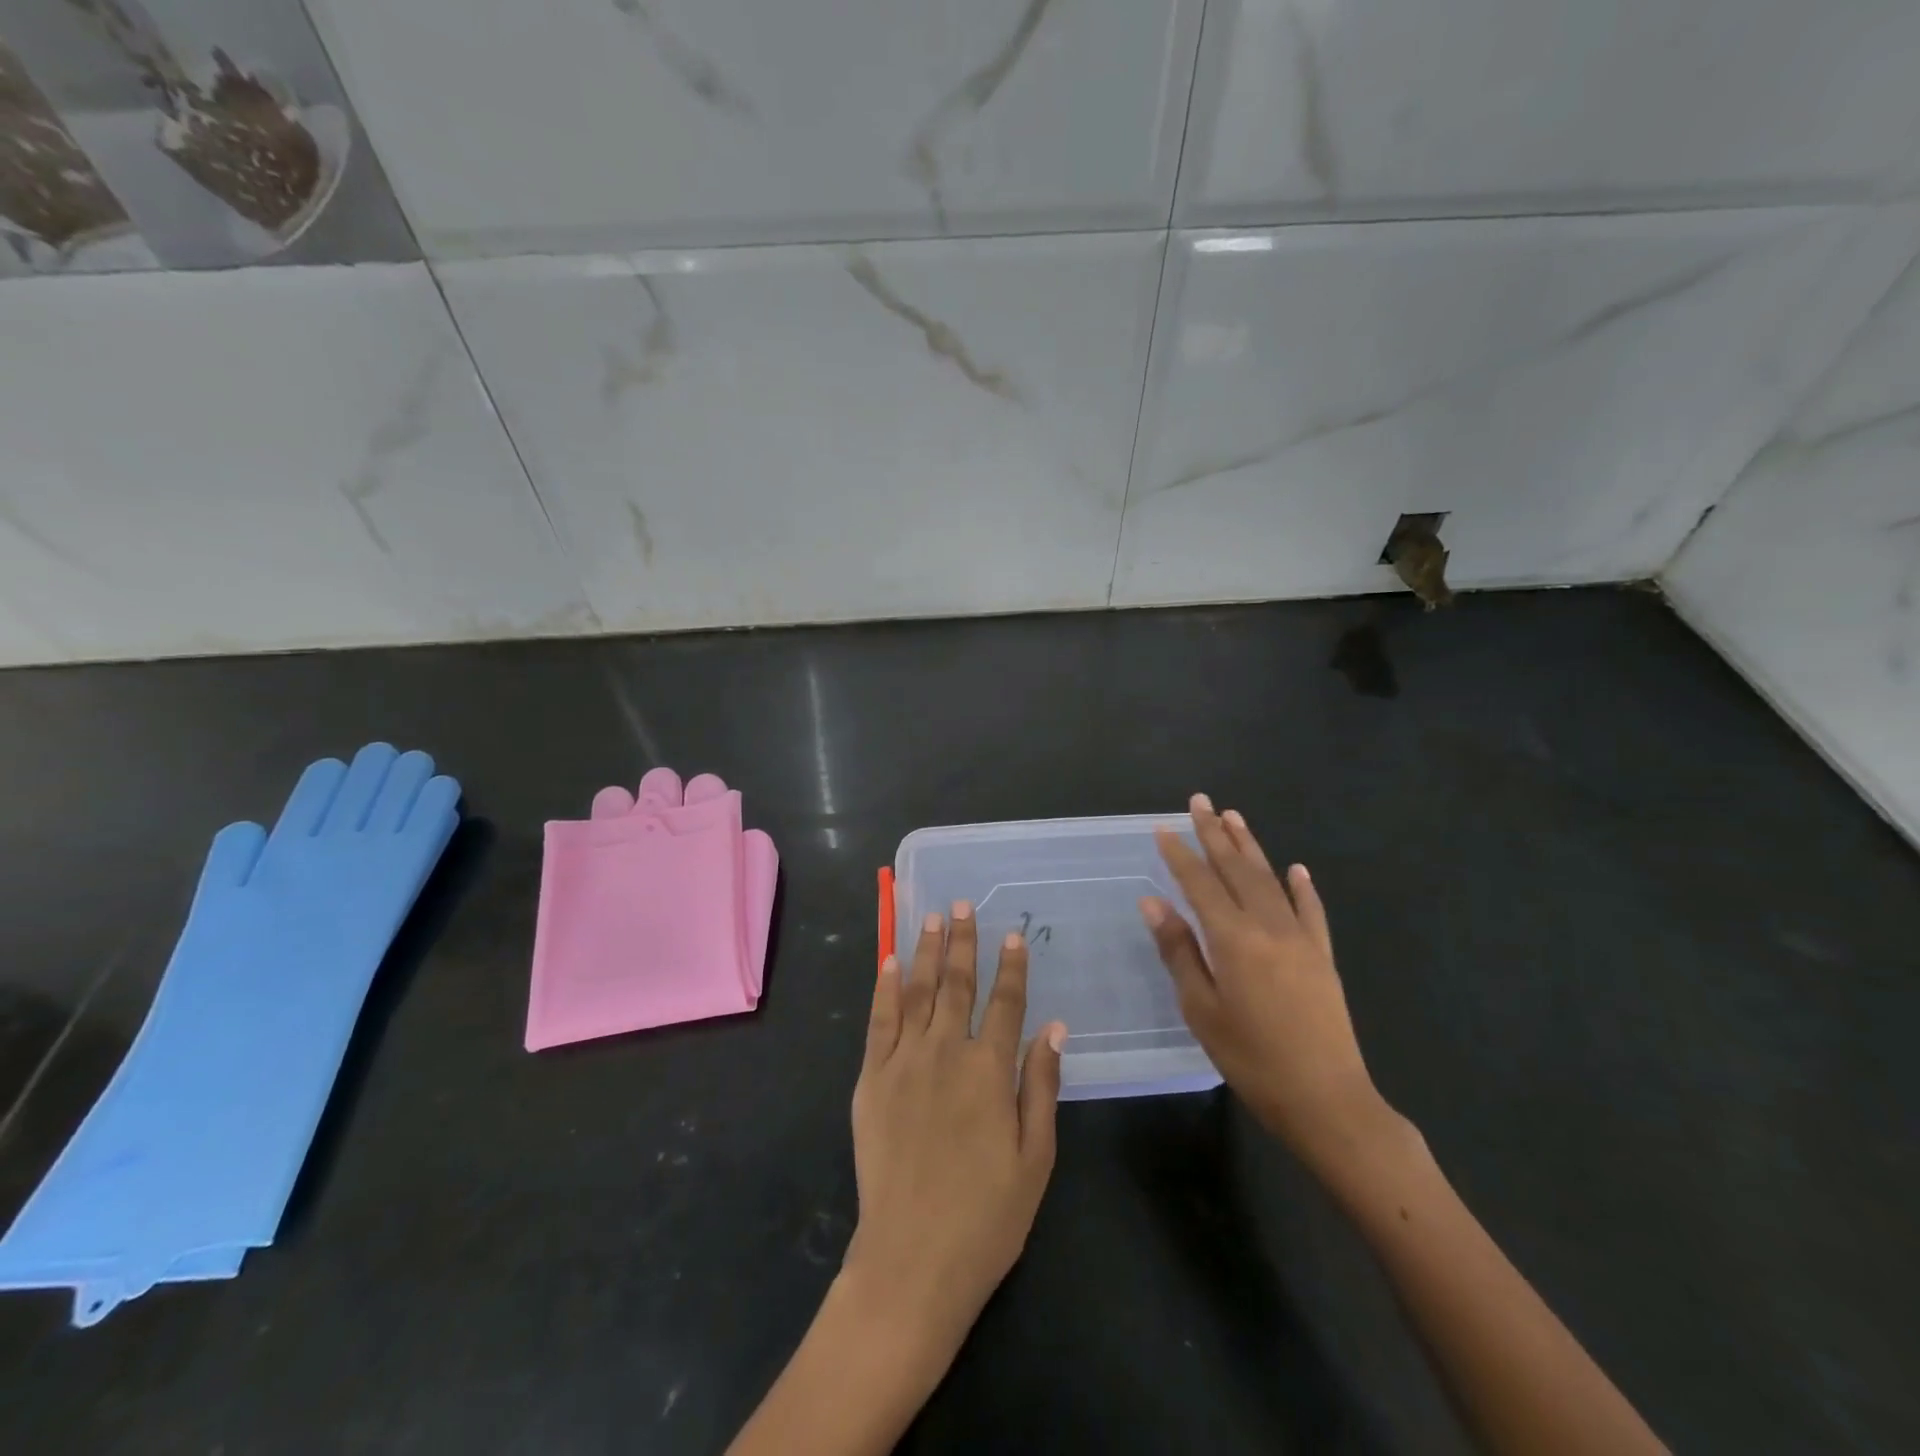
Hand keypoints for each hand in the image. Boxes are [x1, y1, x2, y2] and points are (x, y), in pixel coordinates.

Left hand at [845, 903, 1065, 1356]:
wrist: (912, 1260)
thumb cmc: (986, 1216)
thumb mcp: (1035, 1158)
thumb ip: (1042, 1086)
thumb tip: (1053, 1027)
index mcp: (990, 1071)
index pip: (1006, 1003)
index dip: (1011, 967)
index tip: (1013, 934)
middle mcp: (947, 1053)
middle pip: (957, 984)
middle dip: (962, 941)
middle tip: (962, 904)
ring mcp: (904, 1062)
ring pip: (918, 992)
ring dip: (926, 951)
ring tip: (932, 917)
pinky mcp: (871, 1079)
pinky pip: (879, 1021)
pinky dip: (886, 987)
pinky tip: (890, 961)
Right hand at [1141, 795, 1387, 1171]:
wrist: (1326, 1099)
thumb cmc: (1252, 1059)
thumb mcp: (1202, 1010)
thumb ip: (1179, 951)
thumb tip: (1153, 903)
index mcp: (1233, 939)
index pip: (1200, 884)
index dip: (1180, 854)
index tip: (1163, 827)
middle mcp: (1268, 926)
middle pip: (1236, 870)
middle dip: (1215, 834)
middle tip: (1200, 801)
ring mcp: (1300, 938)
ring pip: (1270, 880)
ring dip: (1250, 847)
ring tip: (1234, 817)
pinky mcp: (1322, 956)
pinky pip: (1310, 911)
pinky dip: (1301, 887)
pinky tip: (1296, 869)